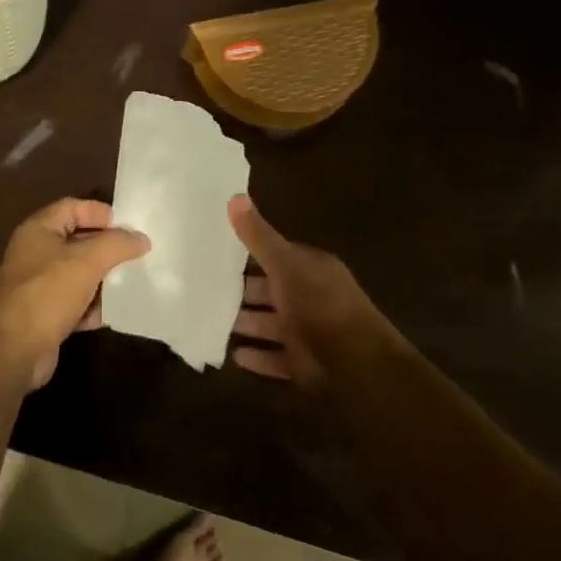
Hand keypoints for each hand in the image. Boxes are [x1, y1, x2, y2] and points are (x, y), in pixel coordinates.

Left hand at [0, 198, 150, 389]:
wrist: (14, 349)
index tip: (127, 226)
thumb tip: (141, 238)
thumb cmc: (49, 293)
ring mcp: (37, 285)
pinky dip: (88, 307)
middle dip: (105, 249)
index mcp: (38, 230)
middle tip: (135, 255)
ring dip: (101, 280)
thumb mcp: (88, 261)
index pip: (71, 207)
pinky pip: (73, 302)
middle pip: (76, 241)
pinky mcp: (43, 314)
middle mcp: (34, 253)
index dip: (98, 212)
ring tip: (127, 284)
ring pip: (77, 274)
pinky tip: (104, 315)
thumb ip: (117, 244)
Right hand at [228, 194, 404, 391]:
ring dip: (245, 324)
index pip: (277, 256)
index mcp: (311, 269)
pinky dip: (257, 357)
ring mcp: (308, 333)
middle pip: (270, 291)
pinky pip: (275, 358)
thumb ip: (258, 236)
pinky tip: (233, 355)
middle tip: (204, 290)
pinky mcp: (304, 364)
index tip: (215, 253)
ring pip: (270, 325)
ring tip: (210, 322)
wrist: (355, 363)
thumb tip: (234, 196)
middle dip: (241, 292)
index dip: (249, 254)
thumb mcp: (285, 264)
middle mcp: (311, 297)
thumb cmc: (319, 304)